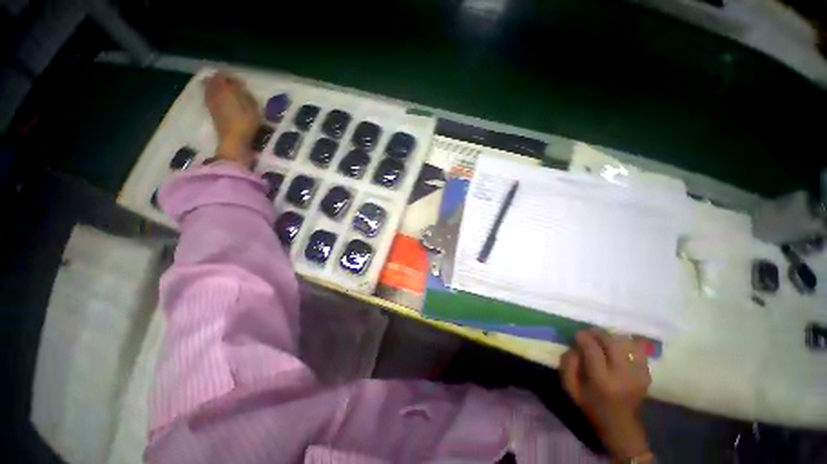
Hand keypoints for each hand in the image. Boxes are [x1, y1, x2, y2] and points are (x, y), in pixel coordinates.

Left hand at [203, 71, 260, 167]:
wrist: (233, 141)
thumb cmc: (245, 123)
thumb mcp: (252, 108)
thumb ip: (245, 94)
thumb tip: (239, 85)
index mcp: (223, 89)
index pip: (222, 75)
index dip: (230, 75)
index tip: (238, 79)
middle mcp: (213, 93)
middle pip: (211, 81)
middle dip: (218, 79)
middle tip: (228, 81)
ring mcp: (210, 103)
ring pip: (208, 88)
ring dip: (214, 86)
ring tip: (224, 90)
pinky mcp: (210, 112)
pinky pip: (208, 97)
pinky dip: (212, 94)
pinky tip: (220, 99)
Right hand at [560, 329, 651, 460]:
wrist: (621, 426)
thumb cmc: (592, 406)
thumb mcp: (571, 389)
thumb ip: (568, 365)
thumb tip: (574, 347)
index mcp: (602, 381)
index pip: (593, 349)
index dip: (583, 337)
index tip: (577, 334)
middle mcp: (623, 375)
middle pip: (612, 343)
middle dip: (598, 333)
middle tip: (589, 333)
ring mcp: (638, 375)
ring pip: (626, 344)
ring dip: (612, 337)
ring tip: (603, 339)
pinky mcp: (647, 374)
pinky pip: (639, 350)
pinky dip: (628, 343)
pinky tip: (619, 345)